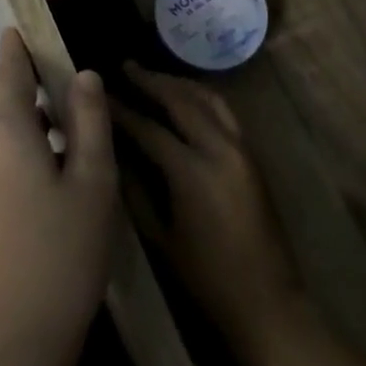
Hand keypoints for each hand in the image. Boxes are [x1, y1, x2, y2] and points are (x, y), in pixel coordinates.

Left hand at [0, 30, 116, 365]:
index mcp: (3, 129)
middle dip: (37, 108)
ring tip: (66, 174)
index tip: (17, 29)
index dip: (16, 48)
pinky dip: (10, 169)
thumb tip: (82, 75)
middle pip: (5, 109)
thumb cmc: (63, 256)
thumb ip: (89, 120)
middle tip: (79, 129)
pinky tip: (39, 205)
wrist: (7, 351)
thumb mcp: (94, 183)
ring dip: (26, 142)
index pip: (9, 71)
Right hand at [114, 64, 306, 361]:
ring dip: (180, 84)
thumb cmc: (206, 277)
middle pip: (182, 101)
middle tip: (126, 67)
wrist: (266, 298)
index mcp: (192, 171)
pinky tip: (186, 98)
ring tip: (154, 76)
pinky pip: (225, 112)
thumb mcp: (161, 238)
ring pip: (209, 99)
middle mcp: (220, 149)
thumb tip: (114, 155)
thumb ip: (136, 192)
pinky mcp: (252, 154)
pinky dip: (202, 97)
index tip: (100, 95)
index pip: (150, 128)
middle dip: (152, 81)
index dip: (122, 110)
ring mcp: (241, 148)